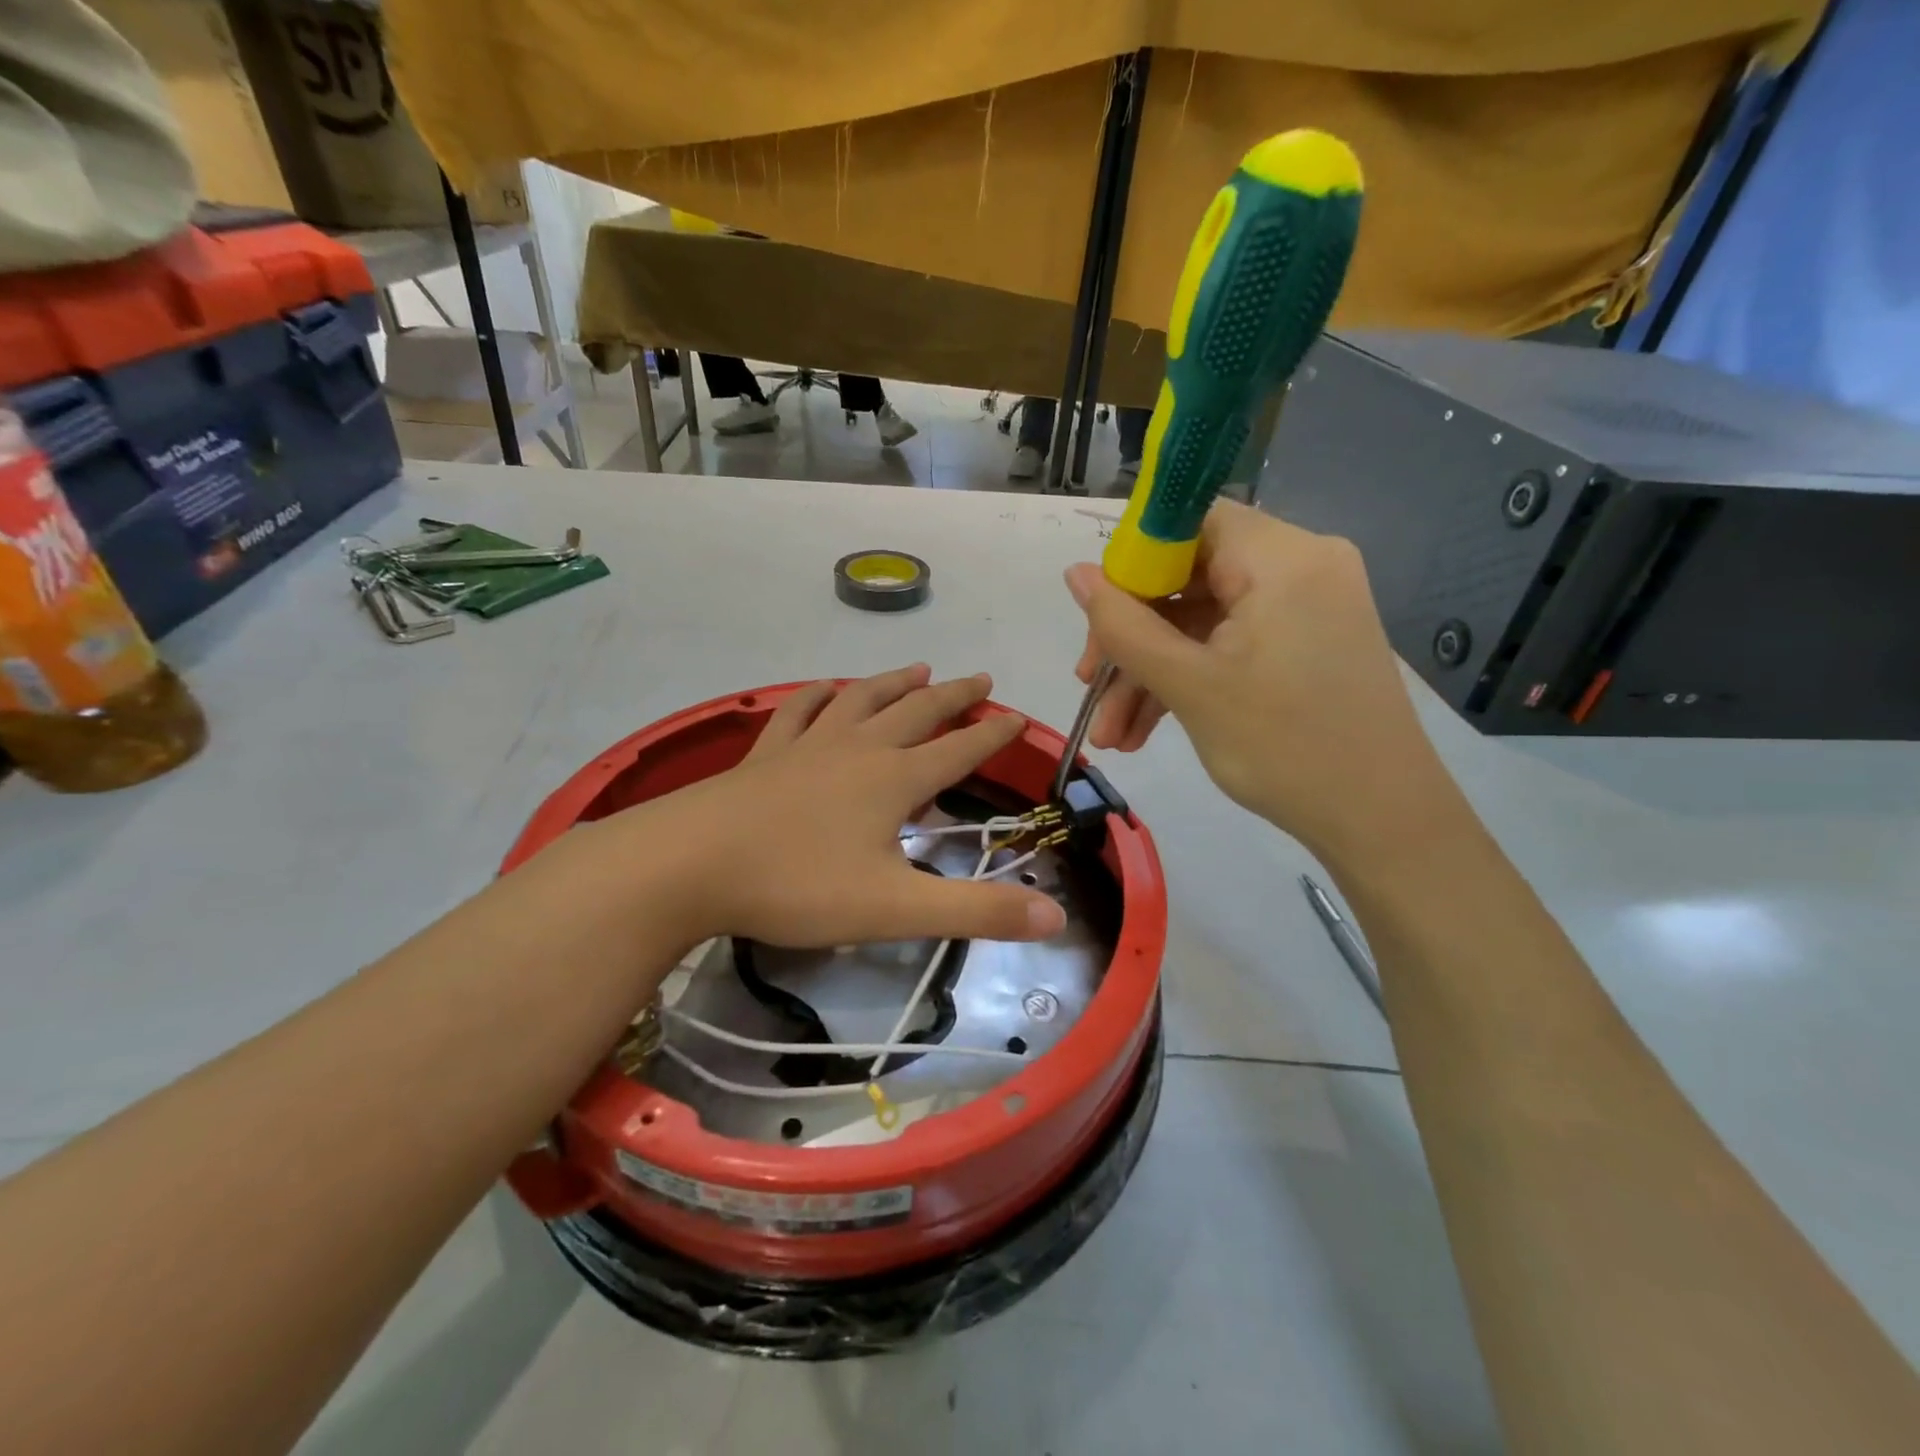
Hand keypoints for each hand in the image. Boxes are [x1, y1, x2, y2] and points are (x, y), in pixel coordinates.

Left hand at [612, 666, 1066, 947]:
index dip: (992, 735)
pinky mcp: (766, 754)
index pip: (959, 749)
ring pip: (862, 700)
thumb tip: (1056, 915)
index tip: (1017, 718)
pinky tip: (824, 688)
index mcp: (894, 780)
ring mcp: (808, 745)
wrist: (690, 864)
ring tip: (918, 667)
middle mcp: (857, 749)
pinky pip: (799, 711)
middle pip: (917, 711)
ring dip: (894, 683)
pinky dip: (818, 695)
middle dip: (953, 696)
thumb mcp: (896, 908)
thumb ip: (976, 912)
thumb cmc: (798, 885)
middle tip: (979, 678)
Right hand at [1065, 501, 1462, 866]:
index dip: (1132, 563)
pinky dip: (1189, 680)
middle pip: (1188, 577)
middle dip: (1131, 638)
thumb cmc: (1284, 747)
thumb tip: (1075, 573)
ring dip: (1151, 672)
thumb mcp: (1189, 685)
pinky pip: (1230, 644)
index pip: (1187, 521)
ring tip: (1112, 736)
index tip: (1097, 619)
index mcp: (1281, 556)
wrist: (1383, 822)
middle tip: (1090, 688)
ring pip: (1202, 620)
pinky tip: (1145, 732)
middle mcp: (1300, 565)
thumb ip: (1124, 626)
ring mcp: (1307, 607)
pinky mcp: (1306, 643)